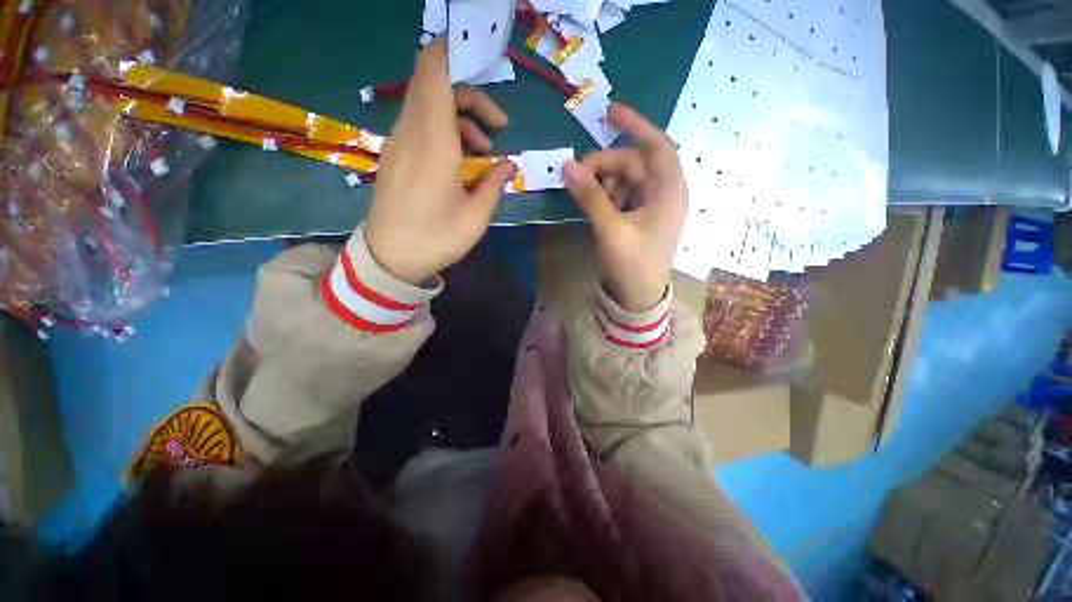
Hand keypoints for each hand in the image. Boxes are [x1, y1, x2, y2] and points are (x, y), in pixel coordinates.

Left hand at [365, 41, 515, 284]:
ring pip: (429, 105)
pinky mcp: (396, 155)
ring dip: (461, 117)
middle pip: (436, 84)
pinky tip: (461, 159)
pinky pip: (421, 124)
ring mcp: (399, 142)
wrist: (390, 258)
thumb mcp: (476, 217)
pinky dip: (445, 129)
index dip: (453, 53)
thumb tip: (510, 164)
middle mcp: (412, 132)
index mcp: (434, 142)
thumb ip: (495, 184)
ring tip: (485, 150)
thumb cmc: (436, 239)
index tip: (481, 57)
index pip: (434, 72)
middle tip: (499, 126)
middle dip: (472, 95)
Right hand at [563, 103, 687, 311]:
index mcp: (668, 191)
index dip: (635, 125)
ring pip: (624, 179)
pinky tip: (593, 205)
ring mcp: (650, 206)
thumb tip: (567, 165)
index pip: (656, 145)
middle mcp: (663, 193)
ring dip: (602, 182)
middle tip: (576, 176)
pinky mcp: (639, 218)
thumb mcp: (610, 229)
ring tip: (585, 196)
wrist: (638, 298)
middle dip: (604, 165)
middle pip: (632, 163)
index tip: (609, 113)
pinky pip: (621, 195)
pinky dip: (605, 195)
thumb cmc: (631, 264)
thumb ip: (590, 196)